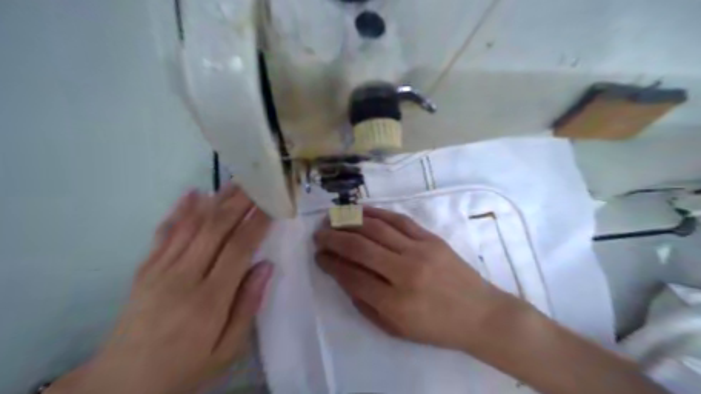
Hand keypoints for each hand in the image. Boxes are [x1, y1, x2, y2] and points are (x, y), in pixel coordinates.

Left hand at [48, 184, 273, 393]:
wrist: (122, 383)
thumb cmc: (185, 367)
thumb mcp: (227, 350)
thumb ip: (248, 306)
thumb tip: (266, 266)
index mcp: (209, 300)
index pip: (238, 249)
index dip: (256, 222)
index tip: (272, 204)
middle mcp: (183, 278)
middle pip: (215, 229)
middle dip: (239, 202)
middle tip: (257, 182)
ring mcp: (160, 271)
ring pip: (192, 225)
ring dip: (215, 200)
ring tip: (234, 181)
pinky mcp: (145, 270)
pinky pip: (164, 233)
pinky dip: (179, 211)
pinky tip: (192, 193)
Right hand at [315, 208, 522, 352]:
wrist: (480, 314)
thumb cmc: (436, 327)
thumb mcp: (396, 329)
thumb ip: (365, 304)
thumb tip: (344, 276)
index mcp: (394, 302)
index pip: (351, 276)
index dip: (330, 263)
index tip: (318, 255)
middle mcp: (404, 272)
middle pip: (360, 247)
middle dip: (333, 238)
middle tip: (319, 234)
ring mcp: (419, 251)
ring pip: (376, 228)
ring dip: (350, 221)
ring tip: (333, 219)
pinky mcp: (431, 238)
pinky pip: (399, 219)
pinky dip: (377, 212)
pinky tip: (361, 211)